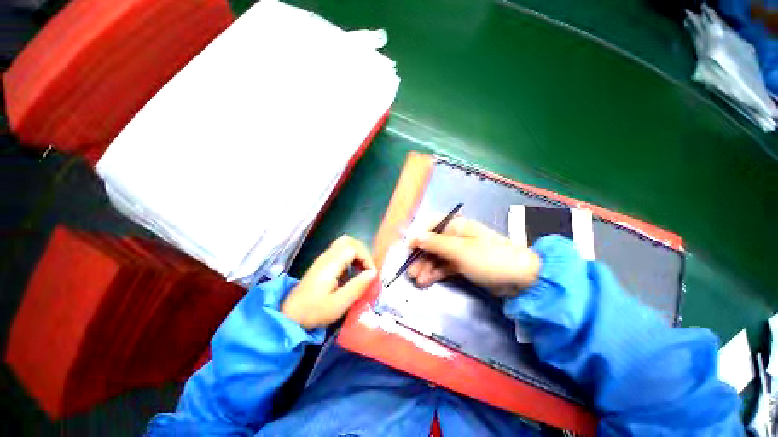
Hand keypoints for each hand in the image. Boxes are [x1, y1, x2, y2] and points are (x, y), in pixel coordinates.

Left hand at [282, 235, 376, 329]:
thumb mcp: (339, 304)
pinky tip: (351, 271)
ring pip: (344, 243)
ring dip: (356, 253)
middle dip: (362, 252)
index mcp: (330, 264)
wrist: (290, 315)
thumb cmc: (314, 311)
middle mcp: (326, 256)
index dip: (366, 258)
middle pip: (348, 240)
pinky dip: (350, 256)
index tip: (370, 274)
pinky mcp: (322, 263)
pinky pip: (339, 251)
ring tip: (361, 269)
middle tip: (367, 268)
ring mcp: (323, 258)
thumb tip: (374, 272)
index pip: (354, 248)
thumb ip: (357, 286)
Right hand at [408, 216, 539, 296]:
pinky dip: (435, 272)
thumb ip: (435, 243)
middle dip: (420, 255)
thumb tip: (414, 236)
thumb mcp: (460, 250)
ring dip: (425, 266)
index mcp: (456, 225)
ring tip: (417, 279)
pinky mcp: (462, 264)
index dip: (418, 234)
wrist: (521, 279)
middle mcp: (455, 235)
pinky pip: (444, 266)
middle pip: (431, 242)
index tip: (408, 248)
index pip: (430, 224)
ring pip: (436, 256)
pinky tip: (426, 281)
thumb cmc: (489, 258)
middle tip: (410, 270)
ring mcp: (459, 251)